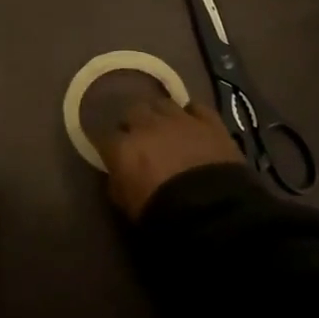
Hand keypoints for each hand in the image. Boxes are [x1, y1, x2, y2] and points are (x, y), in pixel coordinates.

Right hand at [96, 97, 240, 220]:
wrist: (212, 210)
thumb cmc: (162, 214)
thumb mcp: (127, 205)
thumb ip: (117, 181)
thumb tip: (118, 171)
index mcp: (123, 147)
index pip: (106, 137)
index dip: (112, 146)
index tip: (116, 156)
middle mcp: (147, 125)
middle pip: (133, 112)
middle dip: (135, 124)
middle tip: (142, 140)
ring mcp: (179, 119)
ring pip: (162, 103)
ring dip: (161, 115)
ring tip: (167, 129)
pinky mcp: (209, 121)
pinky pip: (196, 108)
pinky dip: (192, 115)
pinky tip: (193, 124)